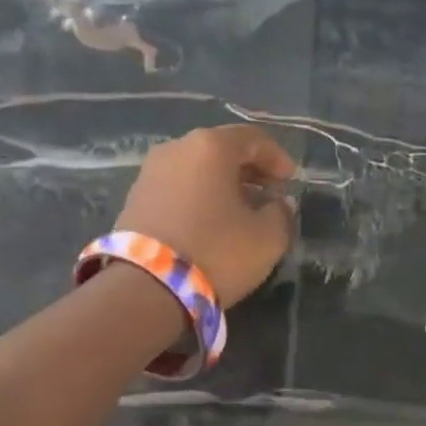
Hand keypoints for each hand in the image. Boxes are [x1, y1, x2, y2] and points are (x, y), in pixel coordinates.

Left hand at [115, 124, 296, 305]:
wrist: (147, 287)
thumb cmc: (216, 252)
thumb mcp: (267, 238)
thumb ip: (281, 214)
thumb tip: (278, 204)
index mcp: (210, 147)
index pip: (252, 138)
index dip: (277, 157)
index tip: (291, 180)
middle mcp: (176, 149)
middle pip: (221, 150)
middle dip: (249, 171)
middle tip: (269, 194)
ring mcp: (149, 173)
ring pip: (197, 170)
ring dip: (222, 186)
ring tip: (240, 212)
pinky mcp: (134, 200)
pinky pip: (177, 189)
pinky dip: (199, 198)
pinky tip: (210, 223)